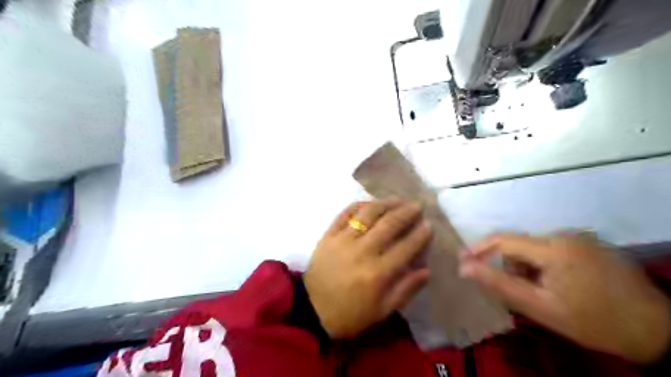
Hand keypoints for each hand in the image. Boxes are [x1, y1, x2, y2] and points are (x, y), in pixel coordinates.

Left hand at [303, 200, 429, 339]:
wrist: (312, 310)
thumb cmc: (351, 313)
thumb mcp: (382, 310)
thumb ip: (406, 289)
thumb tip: (426, 270)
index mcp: (378, 273)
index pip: (406, 247)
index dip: (420, 234)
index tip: (429, 225)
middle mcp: (363, 251)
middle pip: (389, 224)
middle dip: (407, 212)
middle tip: (417, 206)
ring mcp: (343, 240)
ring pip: (368, 214)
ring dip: (386, 203)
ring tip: (398, 200)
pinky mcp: (329, 235)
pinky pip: (345, 214)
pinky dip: (359, 205)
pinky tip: (370, 203)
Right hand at [462, 235, 670, 363]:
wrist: (658, 331)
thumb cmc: (593, 321)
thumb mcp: (540, 307)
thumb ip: (500, 284)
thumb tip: (464, 267)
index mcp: (552, 247)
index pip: (503, 240)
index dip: (478, 250)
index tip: (462, 263)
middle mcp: (565, 234)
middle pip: (520, 245)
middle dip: (509, 266)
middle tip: (516, 292)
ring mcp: (581, 238)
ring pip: (536, 248)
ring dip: (528, 267)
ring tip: (542, 293)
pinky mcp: (591, 245)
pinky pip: (554, 249)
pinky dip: (545, 265)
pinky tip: (560, 285)